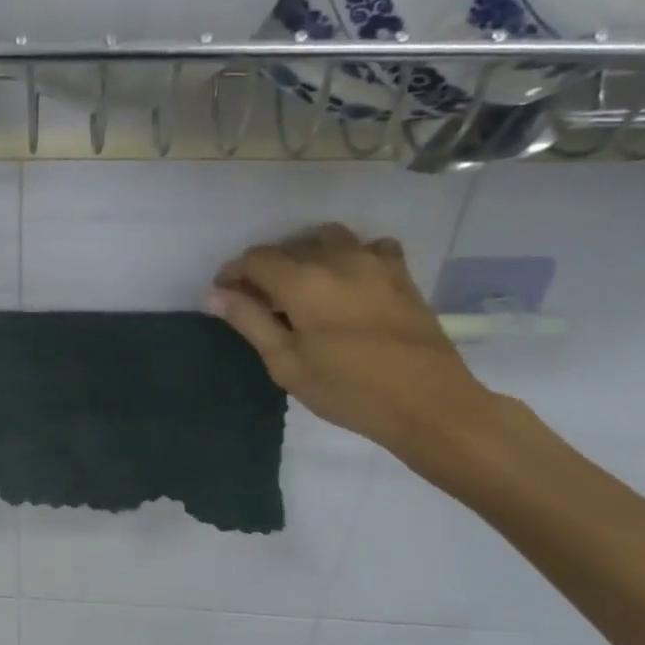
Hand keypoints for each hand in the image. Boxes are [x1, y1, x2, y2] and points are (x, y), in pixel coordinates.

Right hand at [207, 223, 501, 460]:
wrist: (429, 405)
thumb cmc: (348, 391)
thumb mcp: (287, 364)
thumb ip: (249, 322)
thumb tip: (214, 295)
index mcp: (303, 282)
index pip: (255, 259)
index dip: (233, 274)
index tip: (225, 296)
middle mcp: (338, 259)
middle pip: (288, 247)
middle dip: (266, 269)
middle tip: (260, 303)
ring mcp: (375, 262)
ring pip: (328, 239)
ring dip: (306, 256)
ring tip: (302, 289)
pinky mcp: (402, 274)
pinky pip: (369, 247)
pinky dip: (350, 257)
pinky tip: (347, 284)